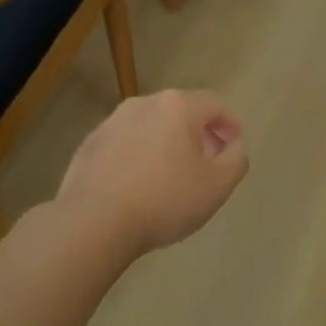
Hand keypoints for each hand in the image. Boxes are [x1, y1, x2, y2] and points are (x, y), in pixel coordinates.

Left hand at [57, 91, 248, 256]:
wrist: (95, 221)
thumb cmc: (165, 200)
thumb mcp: (217, 186)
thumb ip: (236, 159)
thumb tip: (233, 145)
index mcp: (177, 107)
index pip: (214, 104)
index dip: (230, 124)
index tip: (234, 147)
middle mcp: (143, 104)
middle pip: (181, 112)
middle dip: (199, 134)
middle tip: (208, 162)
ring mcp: (111, 122)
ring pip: (151, 127)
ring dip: (167, 144)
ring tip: (172, 176)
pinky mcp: (90, 144)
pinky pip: (125, 144)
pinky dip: (139, 156)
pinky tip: (139, 186)